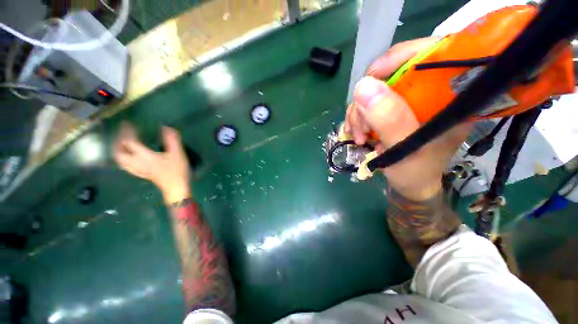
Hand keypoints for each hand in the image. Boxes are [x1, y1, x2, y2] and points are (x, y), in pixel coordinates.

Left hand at [113, 122, 190, 203]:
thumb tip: (166, 127)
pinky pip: (126, 165)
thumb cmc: (177, 170)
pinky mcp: (141, 174)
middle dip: (117, 142)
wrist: (176, 187)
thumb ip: (172, 140)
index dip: (127, 132)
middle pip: (119, 152)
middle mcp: (137, 162)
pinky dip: (123, 159)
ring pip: (120, 160)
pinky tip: (128, 157)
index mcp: (145, 156)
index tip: (128, 123)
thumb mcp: (178, 154)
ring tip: (121, 144)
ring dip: (118, 150)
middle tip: (122, 134)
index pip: (129, 142)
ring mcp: (138, 169)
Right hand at [344, 37, 469, 200]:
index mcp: (451, 96)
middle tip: (361, 127)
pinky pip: (367, 102)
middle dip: (369, 99)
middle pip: (393, 73)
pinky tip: (357, 132)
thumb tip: (363, 87)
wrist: (409, 183)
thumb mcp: (406, 149)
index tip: (372, 78)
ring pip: (375, 89)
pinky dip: (357, 116)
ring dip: (360, 112)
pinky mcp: (392, 109)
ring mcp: (408, 100)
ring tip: (359, 136)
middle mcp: (430, 92)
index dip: (400, 57)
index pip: (432, 53)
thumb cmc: (416, 172)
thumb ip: (389, 120)